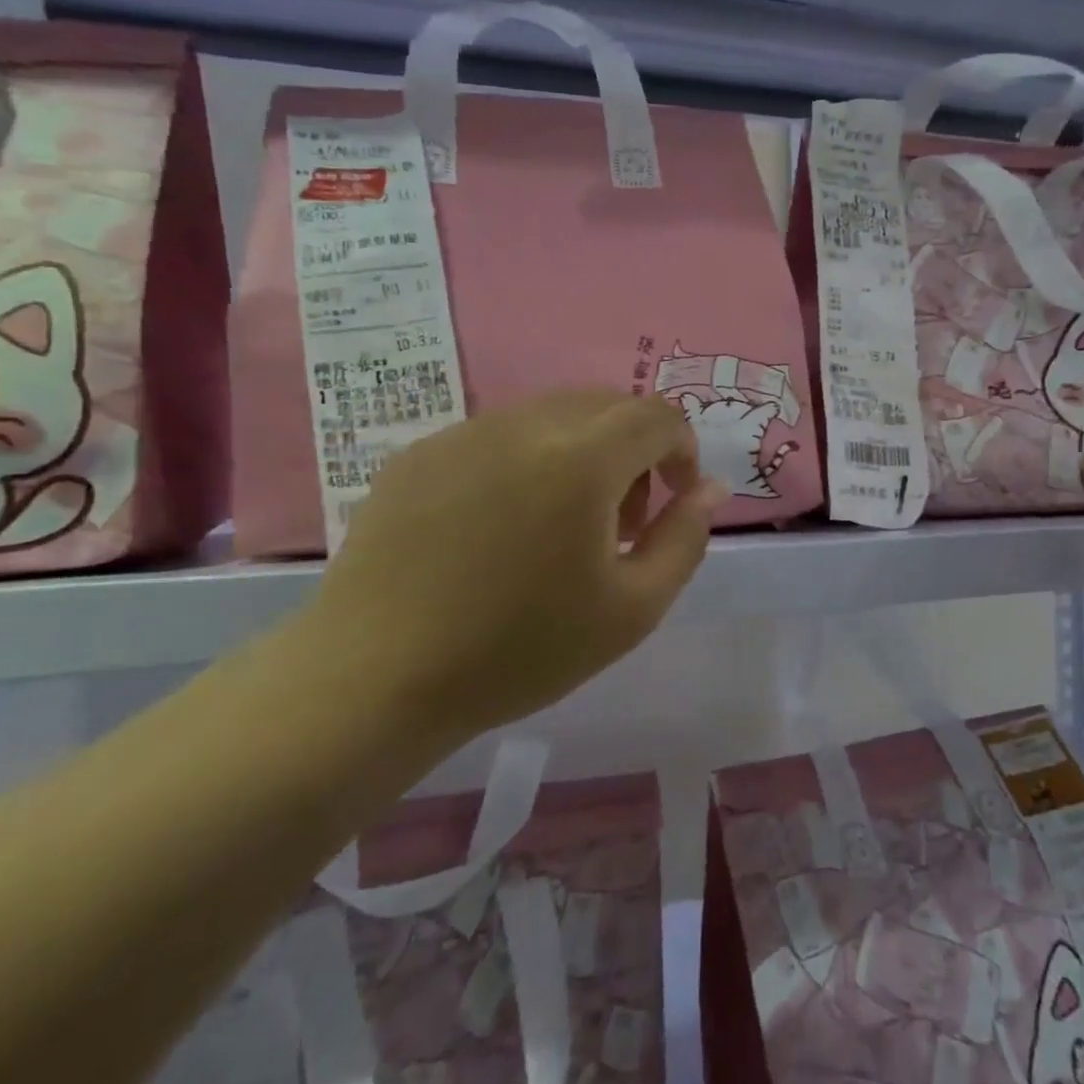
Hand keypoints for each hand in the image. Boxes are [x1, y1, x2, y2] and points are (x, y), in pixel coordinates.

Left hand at [304, 391, 725, 739]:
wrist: (374, 679)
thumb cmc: (519, 651)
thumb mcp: (632, 610)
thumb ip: (685, 538)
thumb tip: (709, 487)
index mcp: (581, 459)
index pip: (656, 415)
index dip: (681, 449)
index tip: (674, 499)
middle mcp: (523, 425)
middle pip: (605, 405)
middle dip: (633, 451)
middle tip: (620, 521)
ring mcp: (463, 433)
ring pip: (550, 416)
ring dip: (580, 454)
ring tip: (560, 527)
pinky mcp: (419, 453)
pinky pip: (497, 436)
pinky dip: (525, 462)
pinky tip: (499, 528)